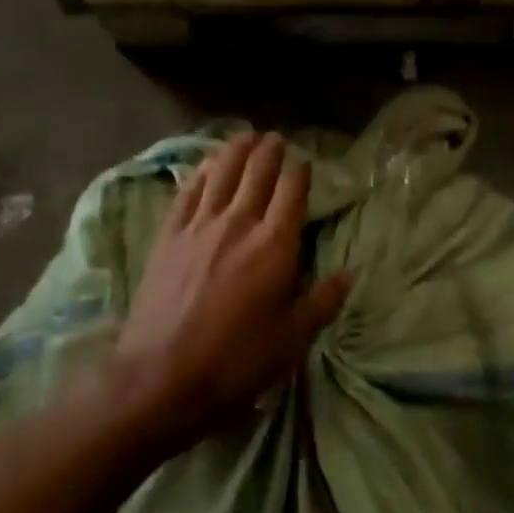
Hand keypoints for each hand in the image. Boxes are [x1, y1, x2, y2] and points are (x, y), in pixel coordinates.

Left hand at [112, 131, 351, 455]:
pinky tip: (205, 164)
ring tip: (245, 136)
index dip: (300, 170)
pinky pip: (187, 191)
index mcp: (274, 244)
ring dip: (235, 150)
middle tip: (276, 138)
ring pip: (220, 172)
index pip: (292, 190)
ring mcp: (199, 225)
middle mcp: (238, 222)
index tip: (304, 160)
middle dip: (269, 150)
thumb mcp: (292, 338)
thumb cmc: (236, 359)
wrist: (162, 375)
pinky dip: (200, 171)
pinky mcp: (169, 235)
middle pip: (256, 171)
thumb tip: (350, 273)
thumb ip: (323, 301)